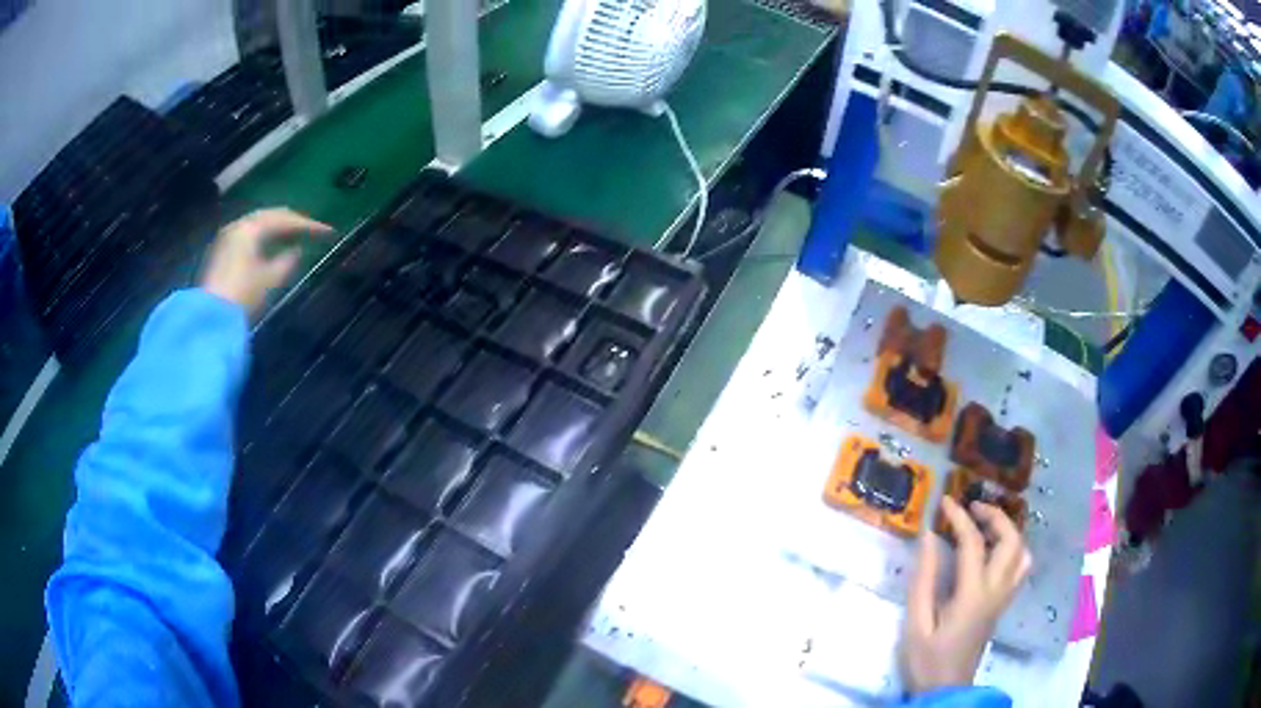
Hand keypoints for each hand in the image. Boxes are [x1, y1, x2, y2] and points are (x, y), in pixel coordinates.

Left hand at [201, 209, 331, 315]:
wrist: (210, 320)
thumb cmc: (242, 296)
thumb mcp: (270, 280)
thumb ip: (287, 262)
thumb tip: (297, 251)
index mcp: (251, 227)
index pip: (284, 219)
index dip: (308, 225)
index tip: (329, 232)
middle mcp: (238, 226)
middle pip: (269, 217)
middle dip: (291, 222)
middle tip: (311, 230)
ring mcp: (226, 239)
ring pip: (257, 226)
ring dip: (277, 230)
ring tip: (293, 237)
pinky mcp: (221, 254)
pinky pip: (247, 237)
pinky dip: (263, 239)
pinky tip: (271, 248)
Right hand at [902, 497, 1032, 693]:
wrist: (946, 689)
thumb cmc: (927, 659)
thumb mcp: (916, 622)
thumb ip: (924, 579)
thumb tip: (929, 537)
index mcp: (973, 594)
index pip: (973, 543)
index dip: (959, 517)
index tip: (944, 501)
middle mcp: (996, 590)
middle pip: (1010, 540)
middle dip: (994, 516)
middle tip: (970, 509)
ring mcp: (1004, 597)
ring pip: (1022, 552)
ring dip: (1007, 530)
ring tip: (984, 525)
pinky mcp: (1003, 605)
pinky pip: (1020, 567)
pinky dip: (1012, 548)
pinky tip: (993, 551)